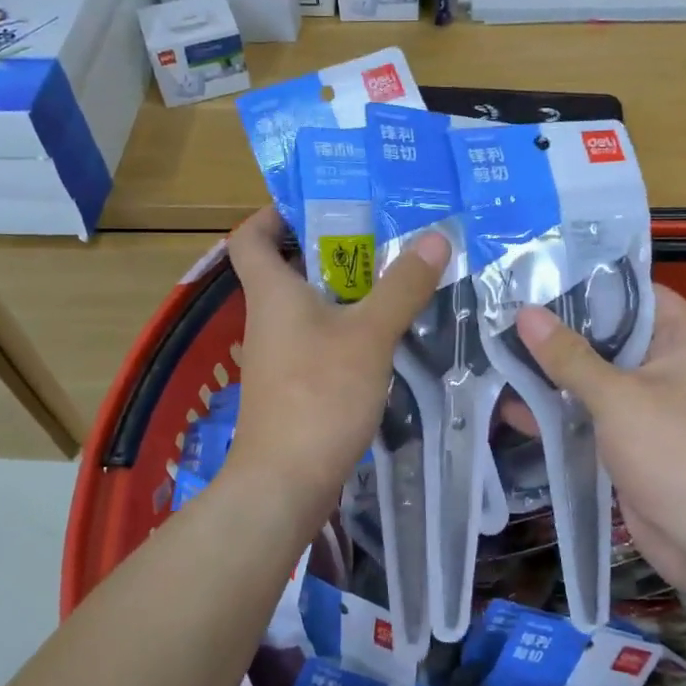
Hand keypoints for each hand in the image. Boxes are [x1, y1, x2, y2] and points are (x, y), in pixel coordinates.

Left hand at [226, 207, 448, 519]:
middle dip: (331, 245)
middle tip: (381, 232)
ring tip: (395, 273)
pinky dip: (347, 324)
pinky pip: (320, 336)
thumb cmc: (319, 396)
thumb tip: (435, 235)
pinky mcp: (295, 382)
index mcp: (272, 291)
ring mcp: (280, 352)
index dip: (274, 212)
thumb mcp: (370, 335)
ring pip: (309, 303)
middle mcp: (269, 316)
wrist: (285, 483)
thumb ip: (402, 285)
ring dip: (346, 286)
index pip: (250, 236)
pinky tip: (386, 329)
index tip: (320, 202)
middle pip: (289, 265)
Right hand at [513, 287, 685, 592]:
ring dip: (553, 372)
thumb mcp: (616, 396)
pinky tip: (511, 405)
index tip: (537, 277)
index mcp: (684, 337)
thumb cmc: (674, 451)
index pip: (633, 292)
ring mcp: (650, 402)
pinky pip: (591, 411)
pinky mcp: (632, 437)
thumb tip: (525, 313)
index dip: (587, 283)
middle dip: (559, 329)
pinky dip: (560, 410)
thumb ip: (568, 355)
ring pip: (595, 374)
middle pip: (608, 333)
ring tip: (497, 352)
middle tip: (505, 312)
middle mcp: (670, 362)